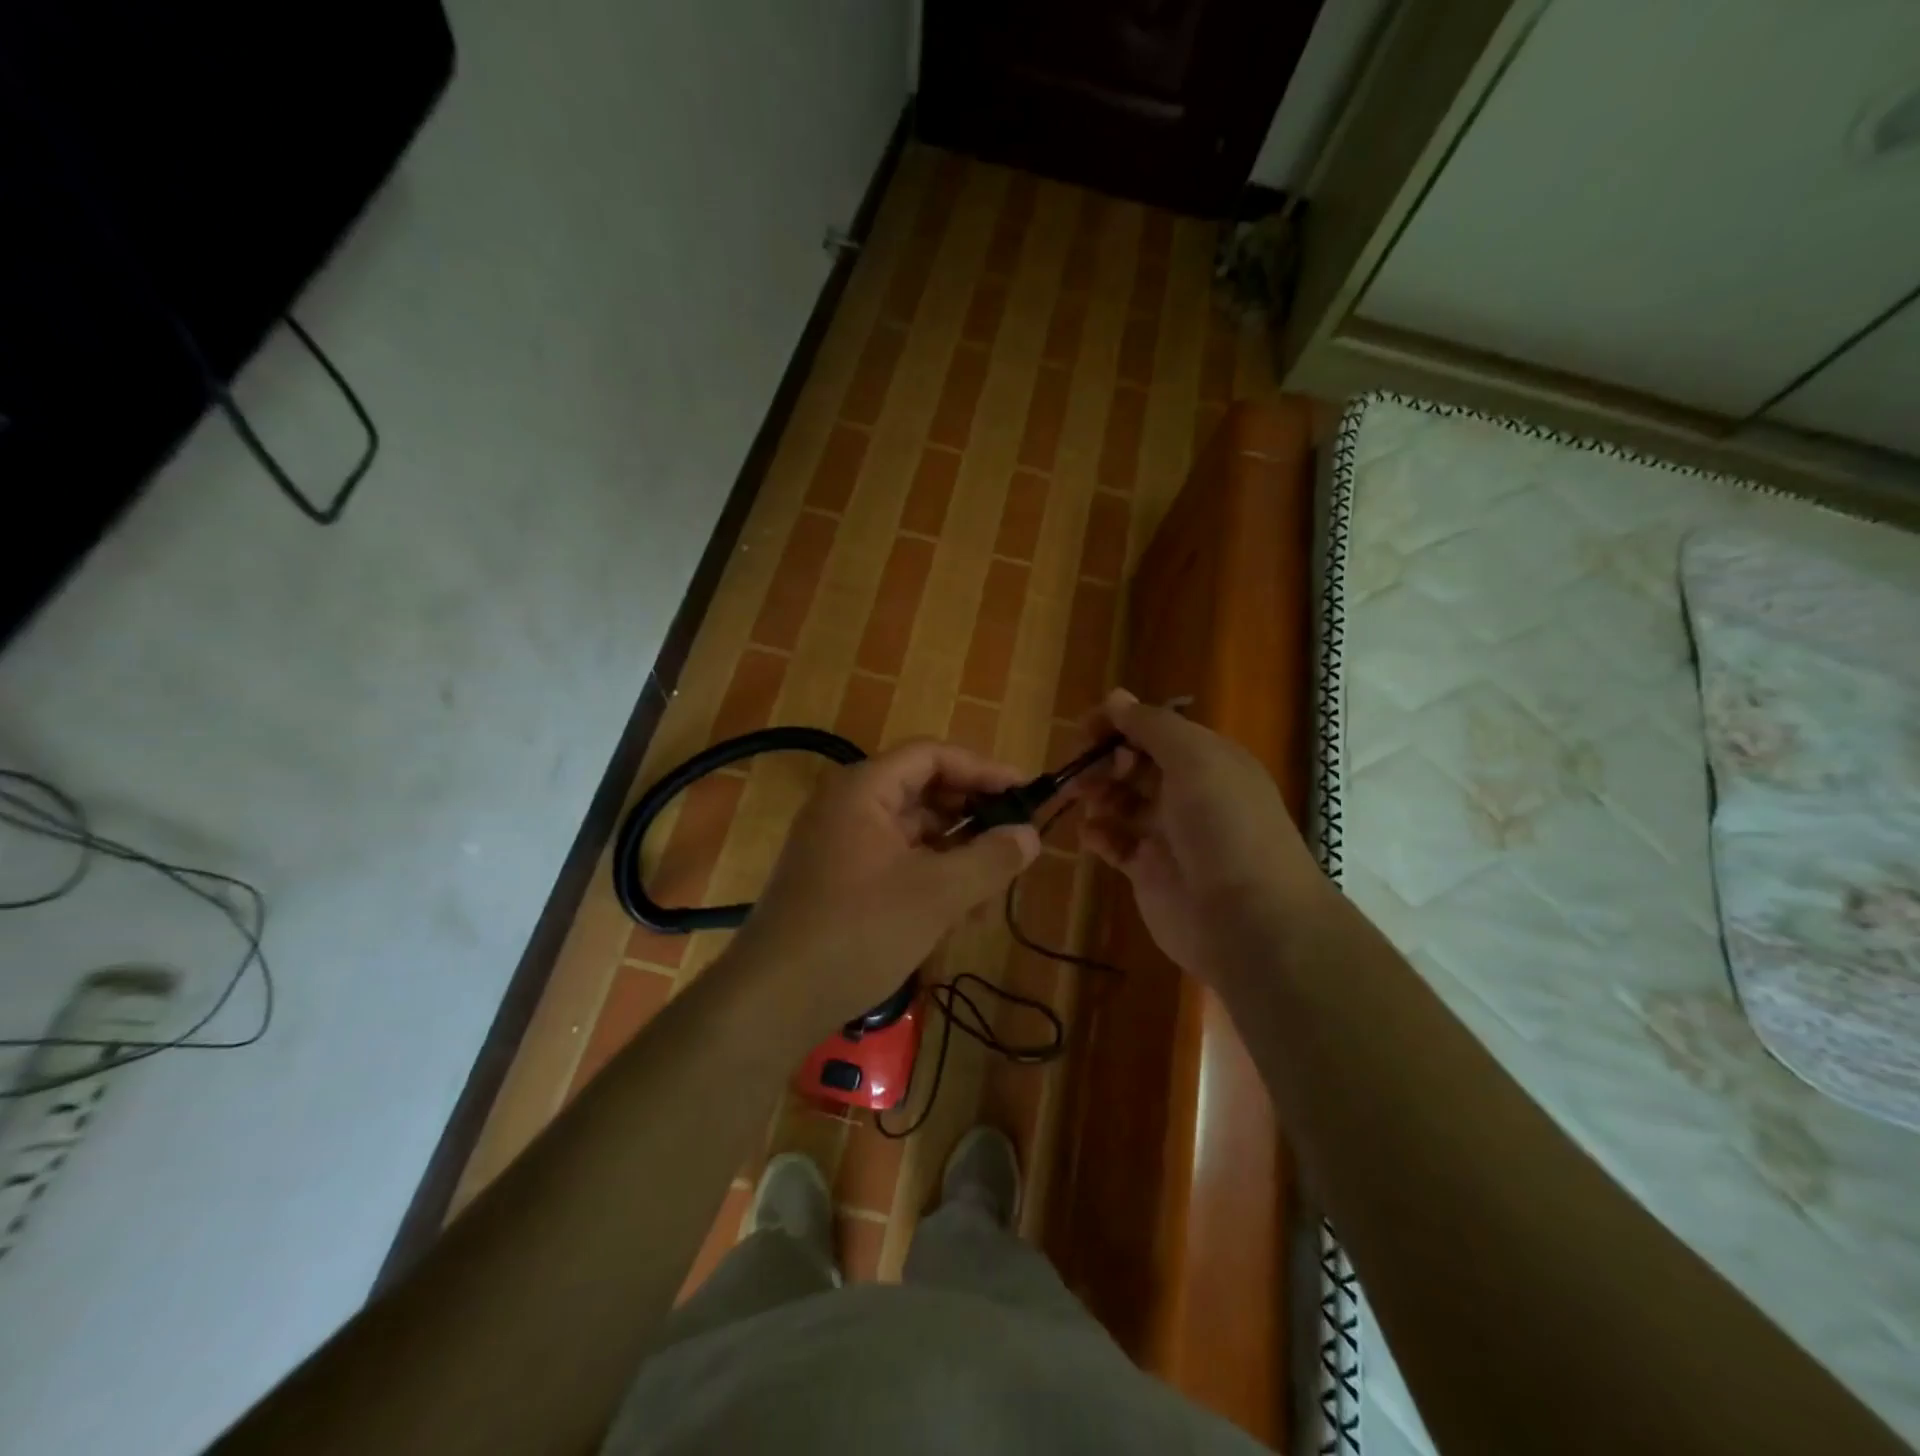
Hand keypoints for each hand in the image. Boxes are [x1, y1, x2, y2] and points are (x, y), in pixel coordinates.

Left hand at [730, 740, 1040, 1031]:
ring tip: (991, 894)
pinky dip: (929, 879)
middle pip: (923, 792)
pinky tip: (958, 916)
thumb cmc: (857, 932)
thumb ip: (989, 859)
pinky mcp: (838, 880)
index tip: (1026, 792)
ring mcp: (839, 844)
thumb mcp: (936, 895)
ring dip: (955, 856)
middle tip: (1015, 843)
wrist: (771, 1000)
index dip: (983, 769)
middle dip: (972, 819)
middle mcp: (847, 806)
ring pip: (913, 834)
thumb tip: (1030, 835)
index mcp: (863, 789)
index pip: (933, 756)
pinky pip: (895, 863)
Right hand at [1076, 689, 1325, 985]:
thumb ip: (1152, 726)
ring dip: (1097, 793)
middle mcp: (1189, 792)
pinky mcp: (1150, 871)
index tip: (1084, 731)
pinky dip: (1099, 835)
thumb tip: (1116, 697)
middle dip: (1104, 760)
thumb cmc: (1223, 827)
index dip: (1119, 724)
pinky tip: (1091, 835)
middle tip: (1081, 771)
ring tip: (1081, 798)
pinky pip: (1115, 843)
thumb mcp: (1195, 760)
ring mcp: (1168, 833)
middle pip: (1134, 763)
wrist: (1249, 920)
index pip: (1155, 729)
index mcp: (1207, 760)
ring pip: (1121, 801)